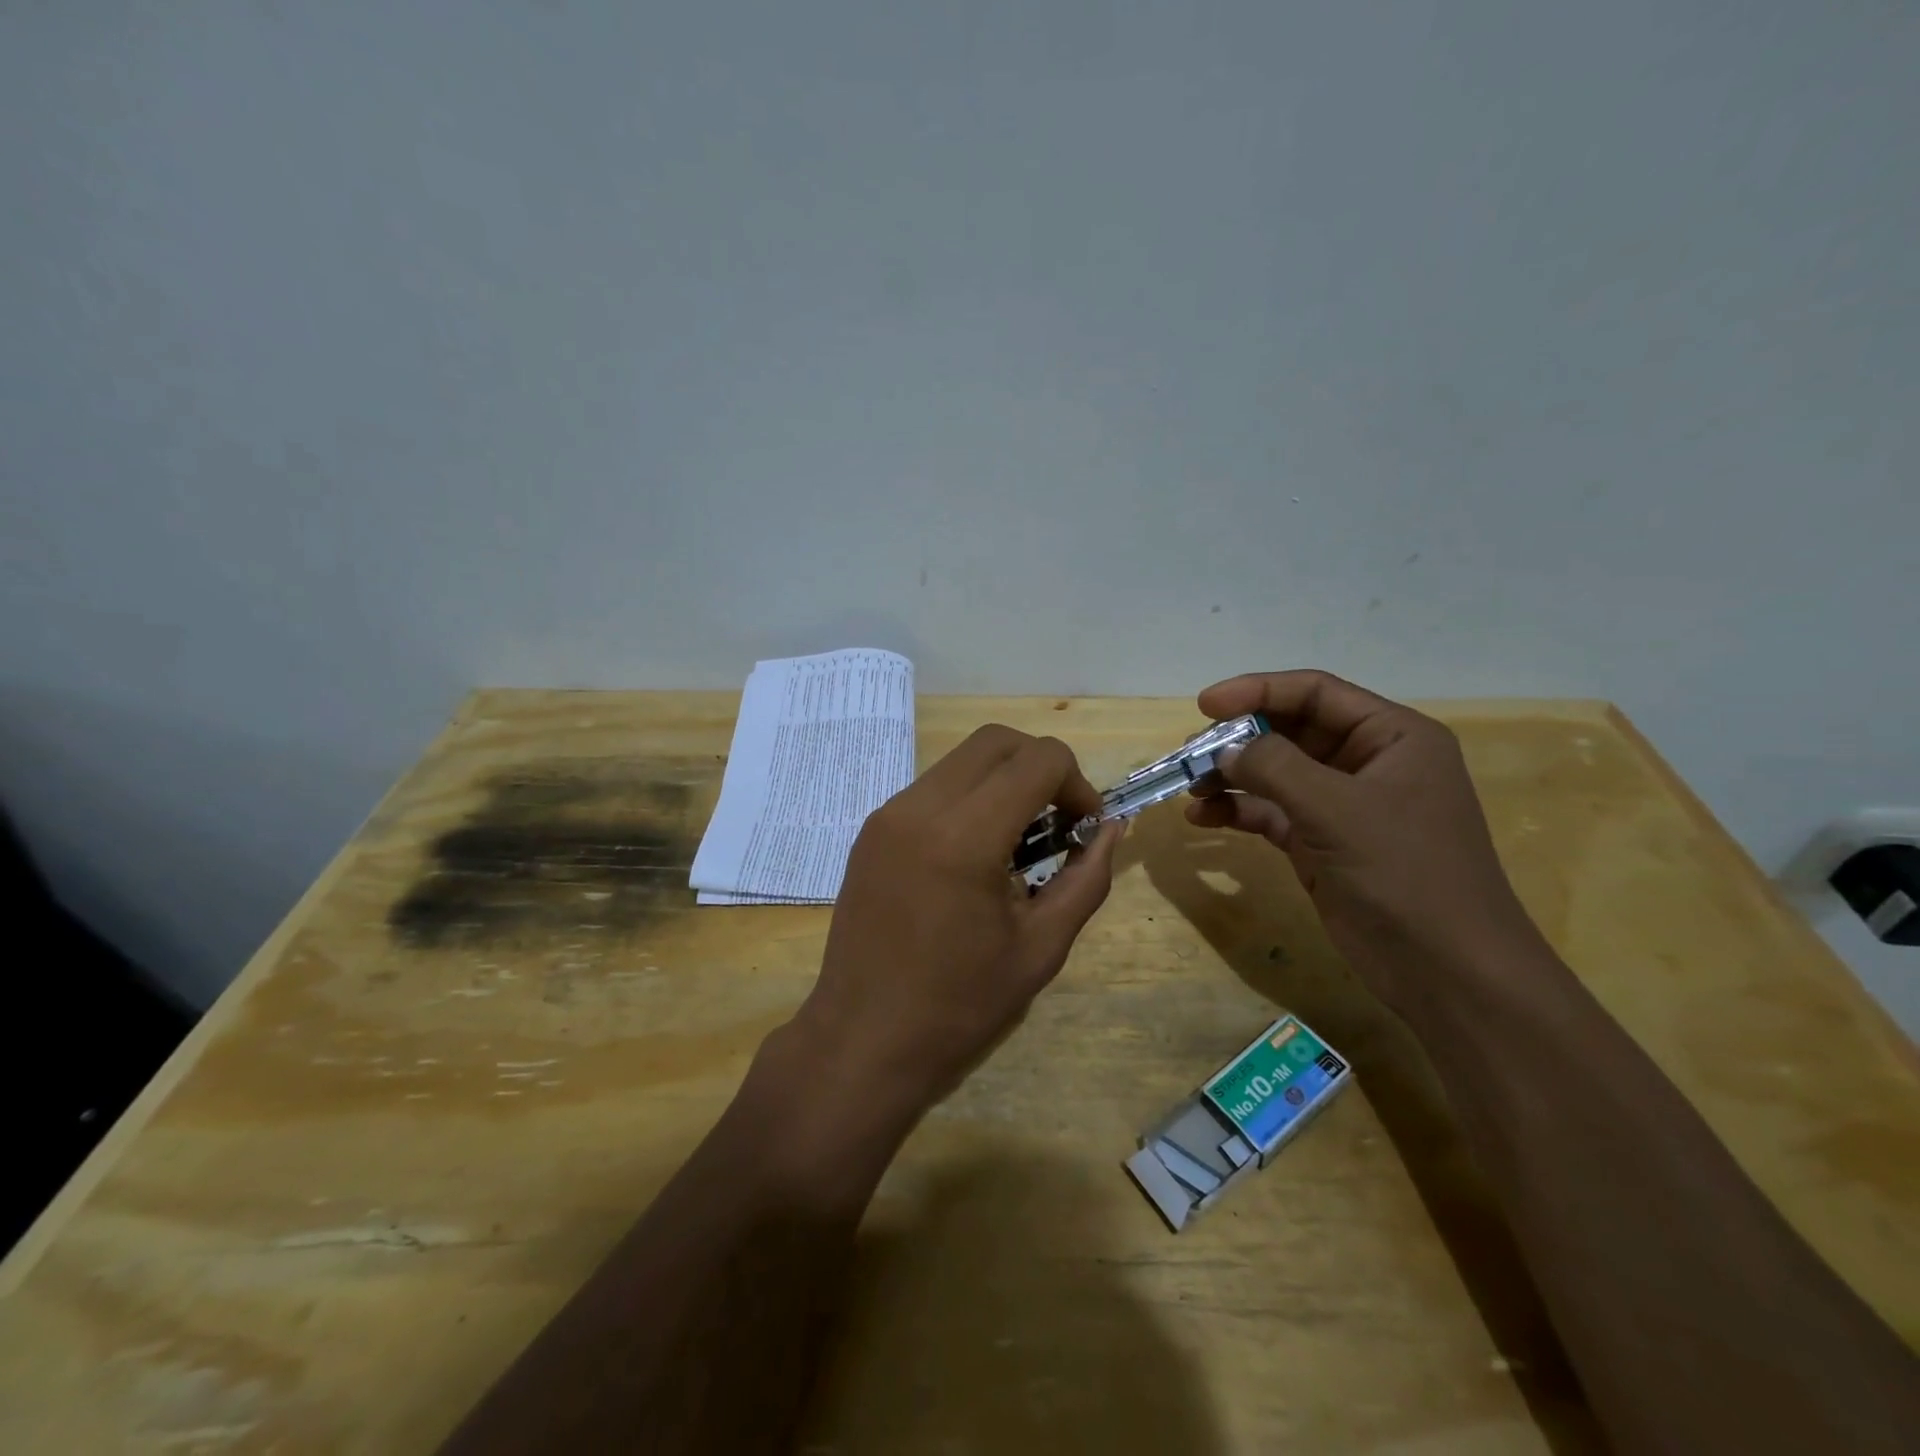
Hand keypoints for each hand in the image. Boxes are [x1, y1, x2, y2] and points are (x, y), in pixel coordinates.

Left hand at [791, 725, 1121, 1118]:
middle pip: (997, 740)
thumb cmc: (959, 1007)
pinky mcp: (870, 830)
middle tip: (1057, 822)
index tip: (1083, 830)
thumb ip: (1087, 878)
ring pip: (962, 760)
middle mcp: (919, 808)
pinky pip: (932, 787)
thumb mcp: (1042, 948)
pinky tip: (975, 855)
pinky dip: (968, 799)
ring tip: (1017, 843)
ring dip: (1003, 781)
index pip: (1039, 759)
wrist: (862, 1042)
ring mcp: (887, 815)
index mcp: (964, 836)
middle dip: (1041, 767)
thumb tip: (1111, 828)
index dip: (1078, 784)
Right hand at [1187, 670, 1545, 1014]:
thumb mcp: (1338, 810)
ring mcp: (1343, 806)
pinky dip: (1237, 812)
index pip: (1316, 693)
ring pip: (1275, 774)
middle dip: (1238, 740)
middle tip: (1189, 754)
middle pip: (1290, 731)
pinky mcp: (1321, 844)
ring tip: (1190, 788)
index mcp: (1391, 737)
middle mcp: (1367, 763)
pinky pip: (1270, 813)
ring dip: (1231, 777)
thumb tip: (1225, 749)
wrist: (1447, 971)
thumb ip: (1276, 767)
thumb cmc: (1405, 873)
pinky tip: (1202, 819)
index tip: (1204, 706)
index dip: (1257, 691)